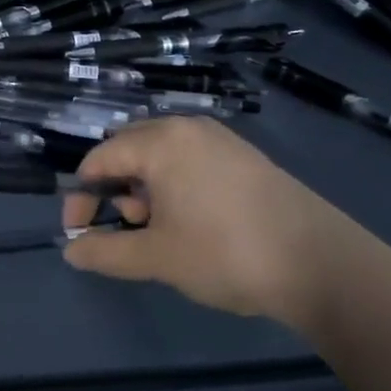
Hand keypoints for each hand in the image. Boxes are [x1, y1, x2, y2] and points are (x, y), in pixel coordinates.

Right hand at [60, 117, 346, 325]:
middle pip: (129, 150)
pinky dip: (175, 185)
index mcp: (160, 142)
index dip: (82, 196)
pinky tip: (192, 222)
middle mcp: (187, 128)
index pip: (100, 159)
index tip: (78, 233)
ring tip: (161, 231)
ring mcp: (219, 139)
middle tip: (128, 229)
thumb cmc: (225, 253)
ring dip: (146, 189)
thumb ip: (106, 252)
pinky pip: (191, 160)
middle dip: (116, 190)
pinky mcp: (243, 156)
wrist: (320, 263)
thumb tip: (71, 251)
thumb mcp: (157, 258)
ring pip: (162, 155)